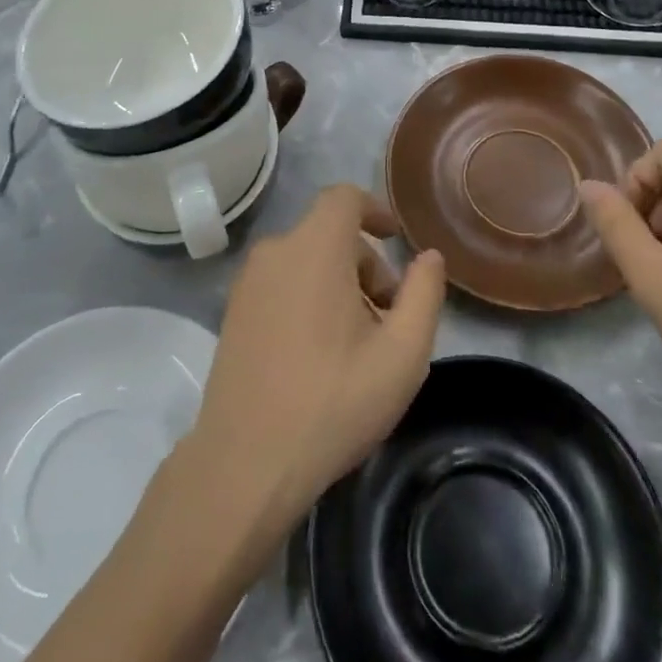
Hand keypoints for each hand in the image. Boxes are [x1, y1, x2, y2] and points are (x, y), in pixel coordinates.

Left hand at [188, 184, 446, 539]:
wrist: (245, 464)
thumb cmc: (333, 402)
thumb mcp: (403, 353)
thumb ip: (424, 294)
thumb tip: (428, 257)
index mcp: (314, 248)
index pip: (344, 198)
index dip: (375, 210)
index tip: (396, 240)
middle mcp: (275, 253)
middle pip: (329, 234)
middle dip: (366, 264)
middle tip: (389, 317)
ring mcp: (247, 284)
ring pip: (306, 261)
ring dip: (339, 285)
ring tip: (359, 344)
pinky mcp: (233, 313)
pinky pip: (282, 284)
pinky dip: (309, 298)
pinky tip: (321, 355)